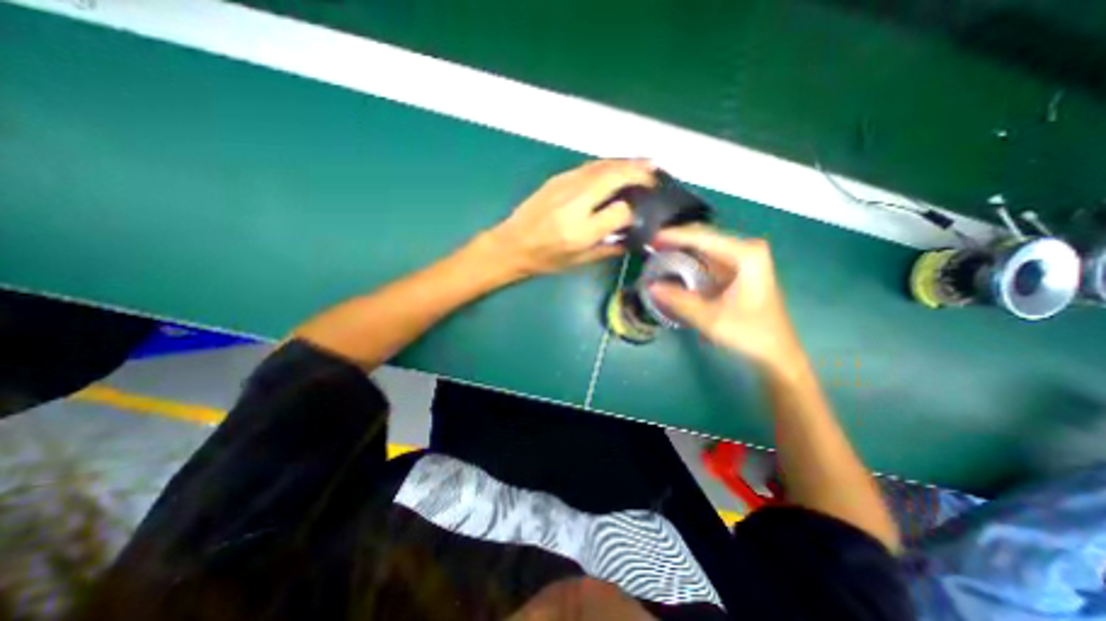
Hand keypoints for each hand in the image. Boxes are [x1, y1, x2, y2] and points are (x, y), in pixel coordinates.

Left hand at [486, 160, 654, 275]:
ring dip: (627, 162)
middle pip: (614, 177)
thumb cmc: (545, 259)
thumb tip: (633, 237)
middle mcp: (574, 204)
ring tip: (646, 164)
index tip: (643, 212)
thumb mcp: (579, 262)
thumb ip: (609, 249)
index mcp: (580, 231)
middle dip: (640, 172)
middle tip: (656, 174)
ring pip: (603, 166)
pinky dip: (608, 163)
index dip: (635, 211)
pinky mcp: (557, 178)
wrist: (511, 245)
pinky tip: (617, 166)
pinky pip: (589, 166)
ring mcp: (564, 186)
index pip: (620, 212)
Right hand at [651, 225, 804, 374]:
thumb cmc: (749, 334)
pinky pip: (707, 256)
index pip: (702, 237)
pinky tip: (673, 263)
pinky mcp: (737, 268)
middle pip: (703, 235)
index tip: (649, 239)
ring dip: (681, 248)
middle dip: (675, 239)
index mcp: (745, 254)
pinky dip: (689, 258)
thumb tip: (650, 286)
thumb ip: (679, 300)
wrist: (775, 351)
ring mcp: (743, 257)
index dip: (673, 236)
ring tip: (656, 254)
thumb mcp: (710, 319)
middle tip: (649, 248)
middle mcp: (746, 248)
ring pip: (704, 244)